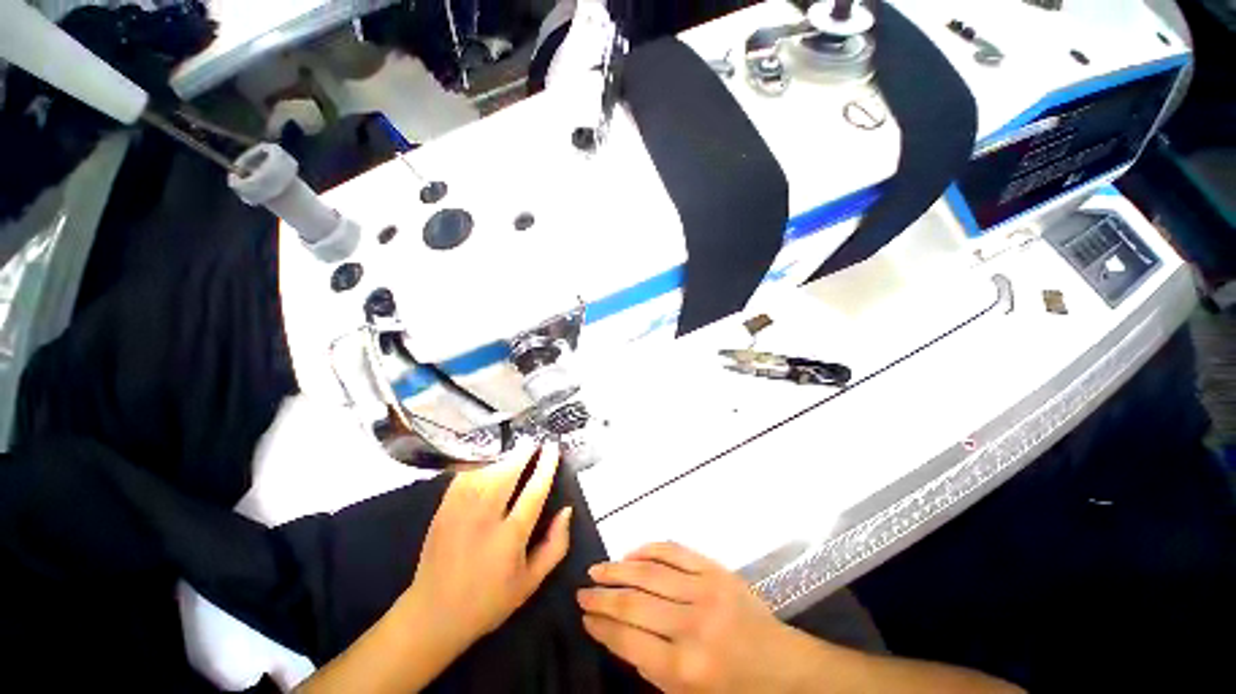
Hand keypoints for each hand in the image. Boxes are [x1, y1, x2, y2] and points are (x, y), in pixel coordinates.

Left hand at [406, 441, 572, 656]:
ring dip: (502, 456)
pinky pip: (464, 476)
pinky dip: (479, 464)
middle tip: (533, 441)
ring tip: (516, 449)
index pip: (533, 492)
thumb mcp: (531, 582)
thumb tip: (567, 510)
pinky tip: (488, 460)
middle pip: (506, 474)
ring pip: (485, 471)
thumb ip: (555, 546)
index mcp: (509, 539)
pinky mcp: (443, 510)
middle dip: (522, 453)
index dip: (546, 466)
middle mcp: (484, 521)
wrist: (432, 616)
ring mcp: (459, 513)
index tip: (553, 448)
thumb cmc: (489, 601)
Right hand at [579, 542, 801, 692]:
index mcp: (685, 668)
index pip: (628, 641)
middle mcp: (692, 625)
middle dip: (602, 597)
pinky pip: (674, 551)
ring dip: (618, 568)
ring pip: (649, 572)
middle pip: (634, 603)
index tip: (584, 617)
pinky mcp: (715, 569)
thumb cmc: (734, 689)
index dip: (602, 626)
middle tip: (582, 591)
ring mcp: (705, 590)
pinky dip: (648, 549)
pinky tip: (631, 553)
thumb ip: (651, 668)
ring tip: (597, 569)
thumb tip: (618, 633)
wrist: (782, 663)